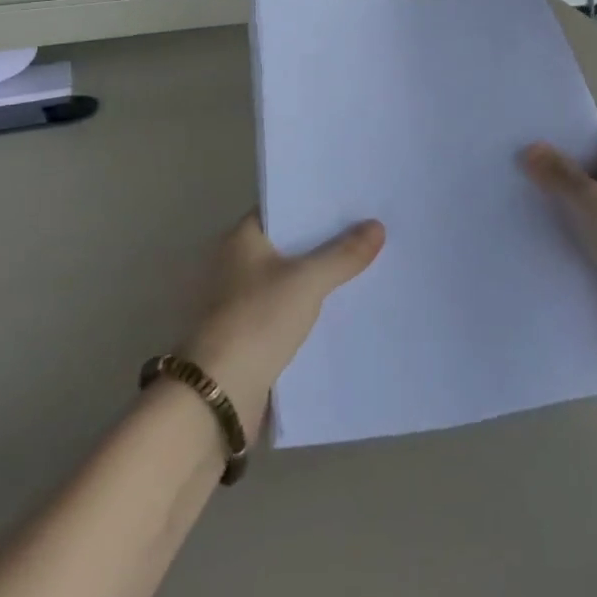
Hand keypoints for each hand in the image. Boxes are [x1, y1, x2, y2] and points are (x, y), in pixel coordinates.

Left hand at [180, 214, 384, 441]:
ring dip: (318, 278)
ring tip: (363, 267)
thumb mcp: (308, 281)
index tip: (351, 203)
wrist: (220, 393)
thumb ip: (343, 255)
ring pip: (289, 279)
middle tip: (367, 232)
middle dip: (324, 243)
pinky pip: (287, 310)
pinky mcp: (248, 334)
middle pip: (288, 245)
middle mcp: (235, 263)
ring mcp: (239, 301)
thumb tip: (377, 226)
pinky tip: (341, 308)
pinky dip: (309, 308)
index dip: (315, 205)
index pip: (282, 210)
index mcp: (240, 239)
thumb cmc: (257, 320)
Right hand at [523, 122, 596, 355]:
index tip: (542, 138)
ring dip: (574, 204)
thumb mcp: (590, 203)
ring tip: (532, 203)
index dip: (577, 130)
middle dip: (568, 168)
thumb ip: (558, 174)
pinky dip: (585, 232)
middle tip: (527, 170)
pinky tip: (554, 239)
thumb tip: (531, 148)